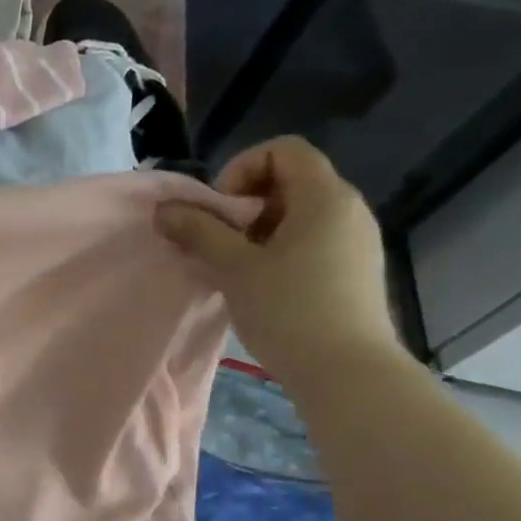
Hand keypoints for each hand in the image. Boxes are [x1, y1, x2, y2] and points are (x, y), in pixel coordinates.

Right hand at [155, 137, 402, 389]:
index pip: (283, 149)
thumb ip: (199, 231)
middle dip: (244, 204)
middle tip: (219, 242)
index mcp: (324, 197)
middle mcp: (347, 208)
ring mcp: (355, 239)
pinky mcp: (354, 268)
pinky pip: (310, 239)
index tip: (219, 210)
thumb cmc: (289, 309)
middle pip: (289, 181)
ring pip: (298, 213)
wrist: (346, 371)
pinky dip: (278, 249)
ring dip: (257, 230)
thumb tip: (165, 208)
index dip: (241, 168)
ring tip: (233, 267)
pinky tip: (260, 285)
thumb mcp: (234, 267)